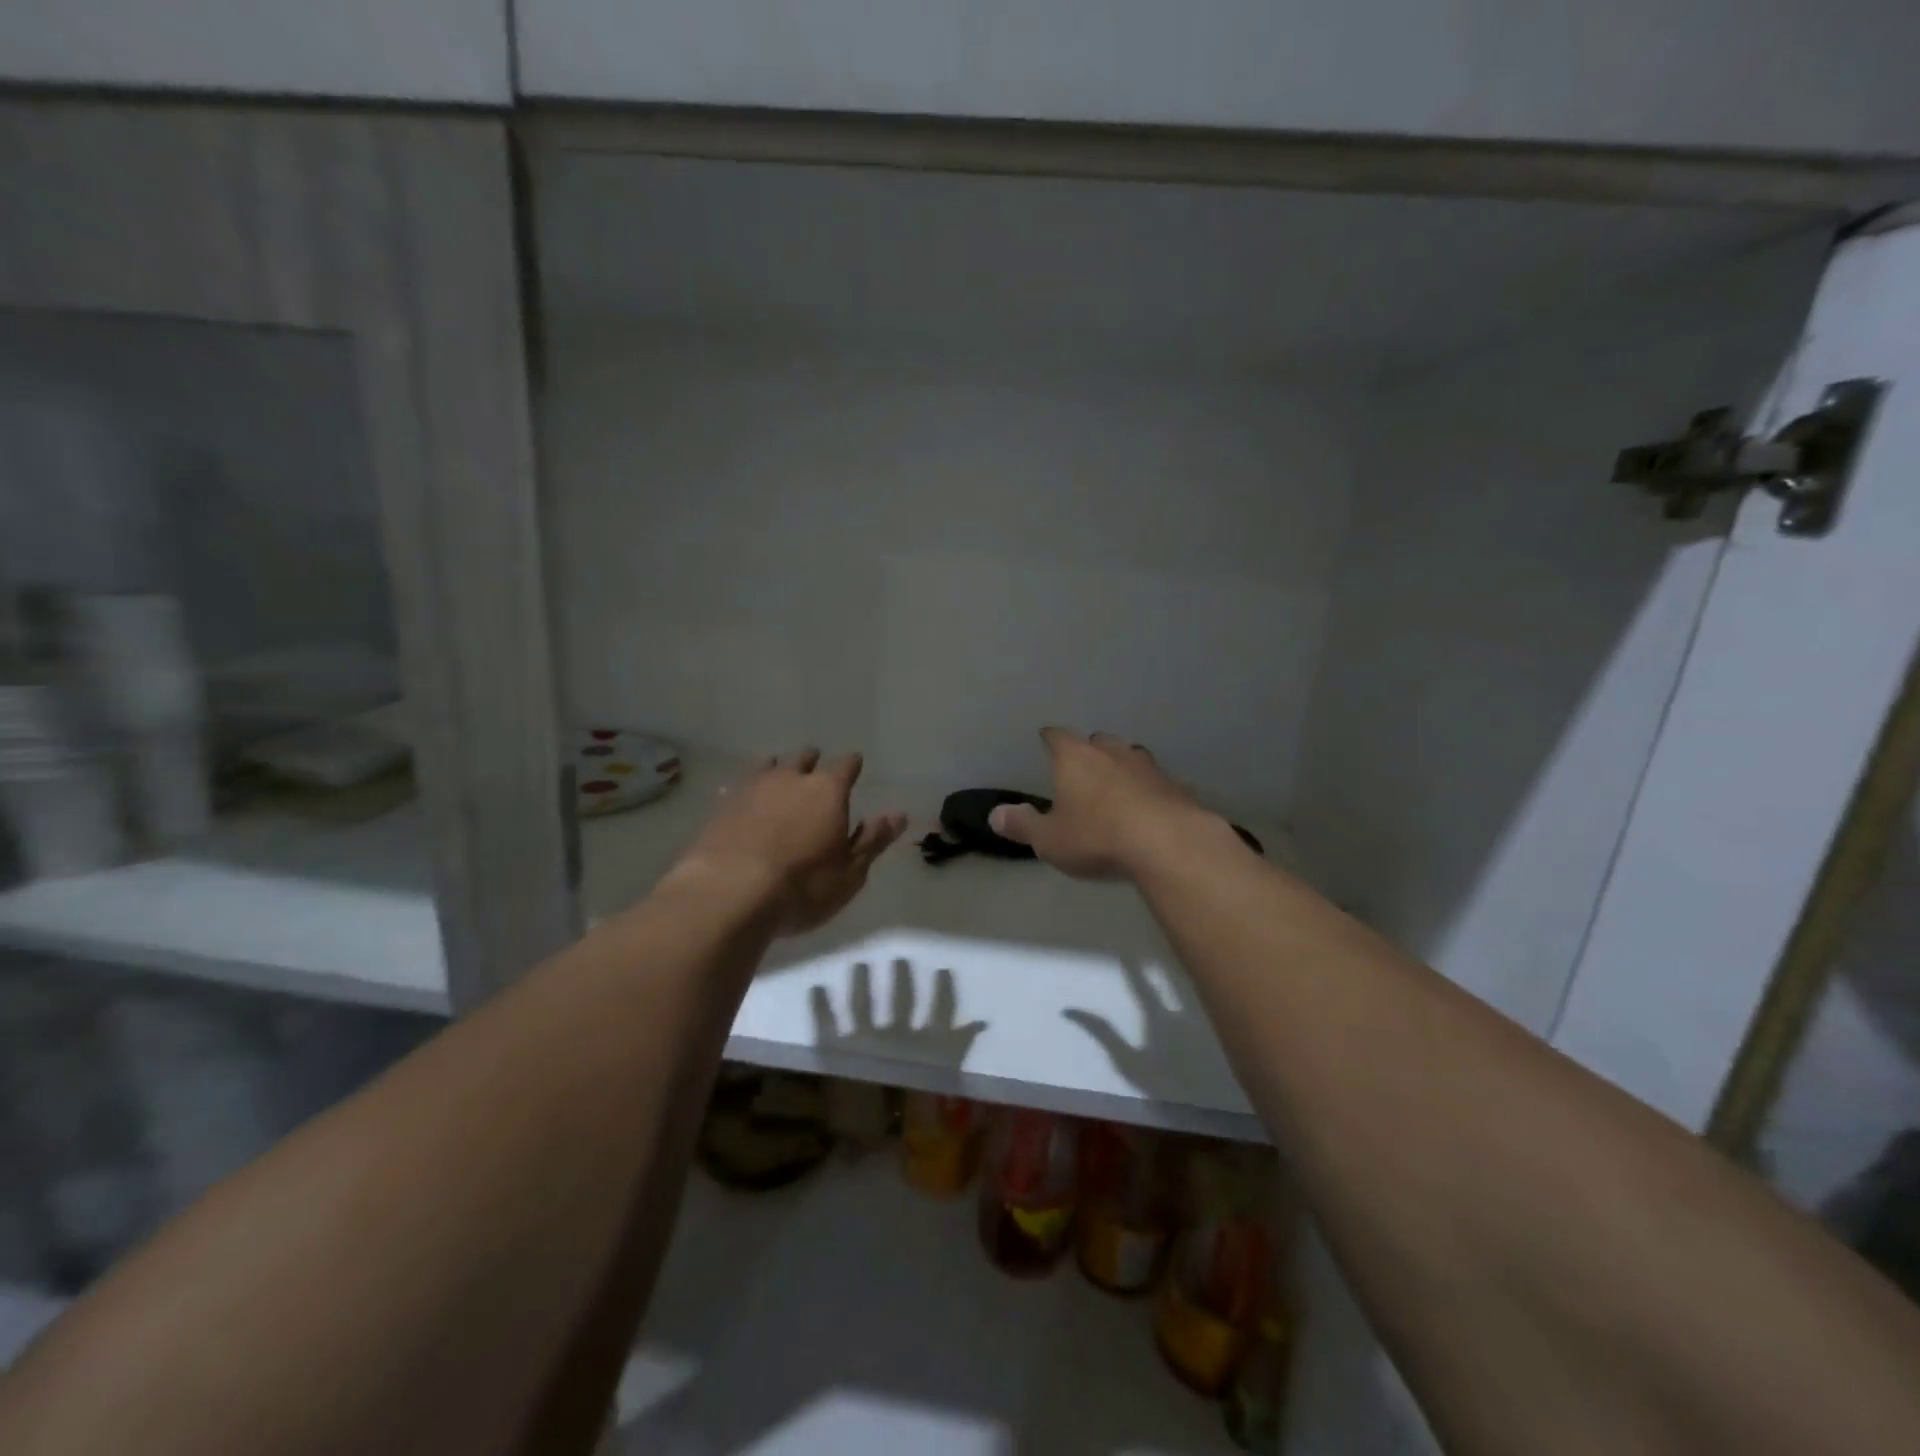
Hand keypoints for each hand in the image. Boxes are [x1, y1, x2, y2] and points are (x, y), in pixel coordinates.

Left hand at [677, 749, 907, 935]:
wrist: (729, 893)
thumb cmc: (802, 887)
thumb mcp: (850, 872)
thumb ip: (873, 840)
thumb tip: (899, 815)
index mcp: (828, 791)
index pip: (846, 766)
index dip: (852, 766)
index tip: (855, 765)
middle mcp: (791, 779)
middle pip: (804, 758)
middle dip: (812, 763)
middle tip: (815, 770)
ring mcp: (752, 788)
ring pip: (768, 766)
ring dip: (777, 769)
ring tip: (779, 775)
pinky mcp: (721, 805)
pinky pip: (737, 787)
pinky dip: (746, 790)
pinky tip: (741, 798)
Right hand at [988, 728, 1220, 880]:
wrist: (1167, 843)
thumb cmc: (1096, 836)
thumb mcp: (1049, 838)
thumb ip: (1022, 825)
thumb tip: (994, 815)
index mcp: (1076, 758)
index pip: (1058, 737)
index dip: (1050, 738)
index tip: (1046, 738)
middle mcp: (1112, 752)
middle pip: (1098, 741)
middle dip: (1089, 750)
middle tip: (1082, 764)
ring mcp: (1148, 767)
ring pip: (1131, 756)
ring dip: (1122, 766)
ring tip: (1117, 781)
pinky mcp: (1176, 787)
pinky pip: (1157, 782)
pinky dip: (1150, 790)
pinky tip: (1149, 805)